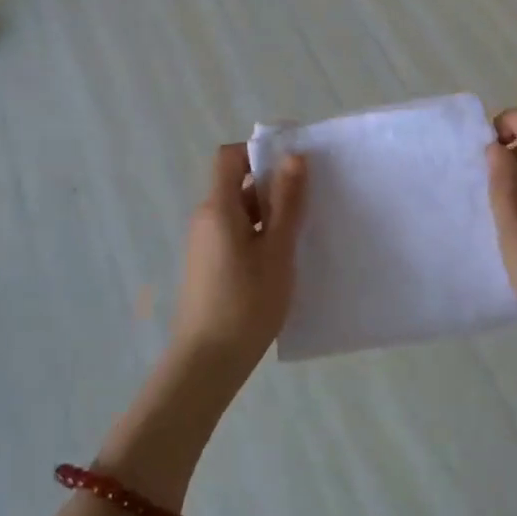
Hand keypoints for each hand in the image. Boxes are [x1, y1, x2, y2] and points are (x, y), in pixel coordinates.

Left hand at [169, 143, 307, 393]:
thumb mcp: (277, 251)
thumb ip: (287, 202)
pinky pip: (236, 233)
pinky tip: (282, 259)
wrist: (207, 364)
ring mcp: (205, 243)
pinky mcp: (209, 264)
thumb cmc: (246, 303)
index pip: (230, 156)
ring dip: (270, 213)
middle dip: (273, 186)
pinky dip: (259, 234)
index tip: (293, 163)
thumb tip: (294, 156)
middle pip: (238, 184)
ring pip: (241, 211)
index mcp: (218, 207)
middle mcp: (206, 218)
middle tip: (311, 201)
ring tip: (303, 232)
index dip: (259, 151)